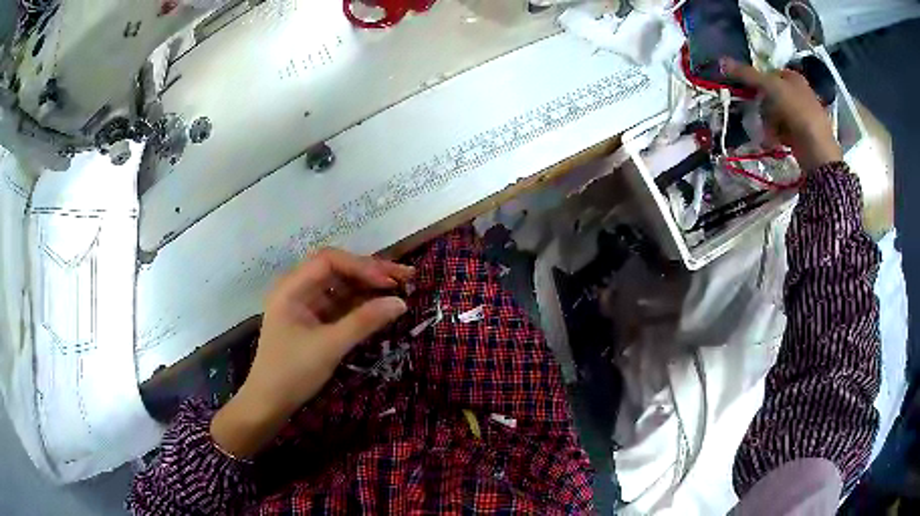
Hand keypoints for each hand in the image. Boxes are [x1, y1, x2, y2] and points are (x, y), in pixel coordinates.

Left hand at [211, 249, 413, 457]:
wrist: (269, 403)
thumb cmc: (292, 372)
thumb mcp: (329, 346)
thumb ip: (364, 322)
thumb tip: (401, 302)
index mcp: (292, 287)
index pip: (330, 261)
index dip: (362, 266)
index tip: (390, 281)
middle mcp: (298, 289)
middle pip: (337, 269)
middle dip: (370, 272)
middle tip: (405, 277)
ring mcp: (306, 305)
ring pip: (341, 287)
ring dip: (368, 287)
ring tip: (400, 288)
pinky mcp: (314, 321)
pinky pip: (340, 305)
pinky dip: (361, 305)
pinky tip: (381, 306)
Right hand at [722, 58, 842, 171]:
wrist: (818, 150)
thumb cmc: (797, 112)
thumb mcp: (771, 87)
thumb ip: (748, 74)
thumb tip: (722, 61)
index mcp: (794, 78)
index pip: (769, 74)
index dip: (759, 82)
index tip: (751, 92)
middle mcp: (799, 94)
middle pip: (771, 96)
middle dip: (764, 108)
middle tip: (763, 116)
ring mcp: (801, 116)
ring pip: (775, 115)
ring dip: (769, 124)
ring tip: (771, 133)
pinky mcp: (801, 135)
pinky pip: (782, 131)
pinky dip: (777, 136)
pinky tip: (776, 142)